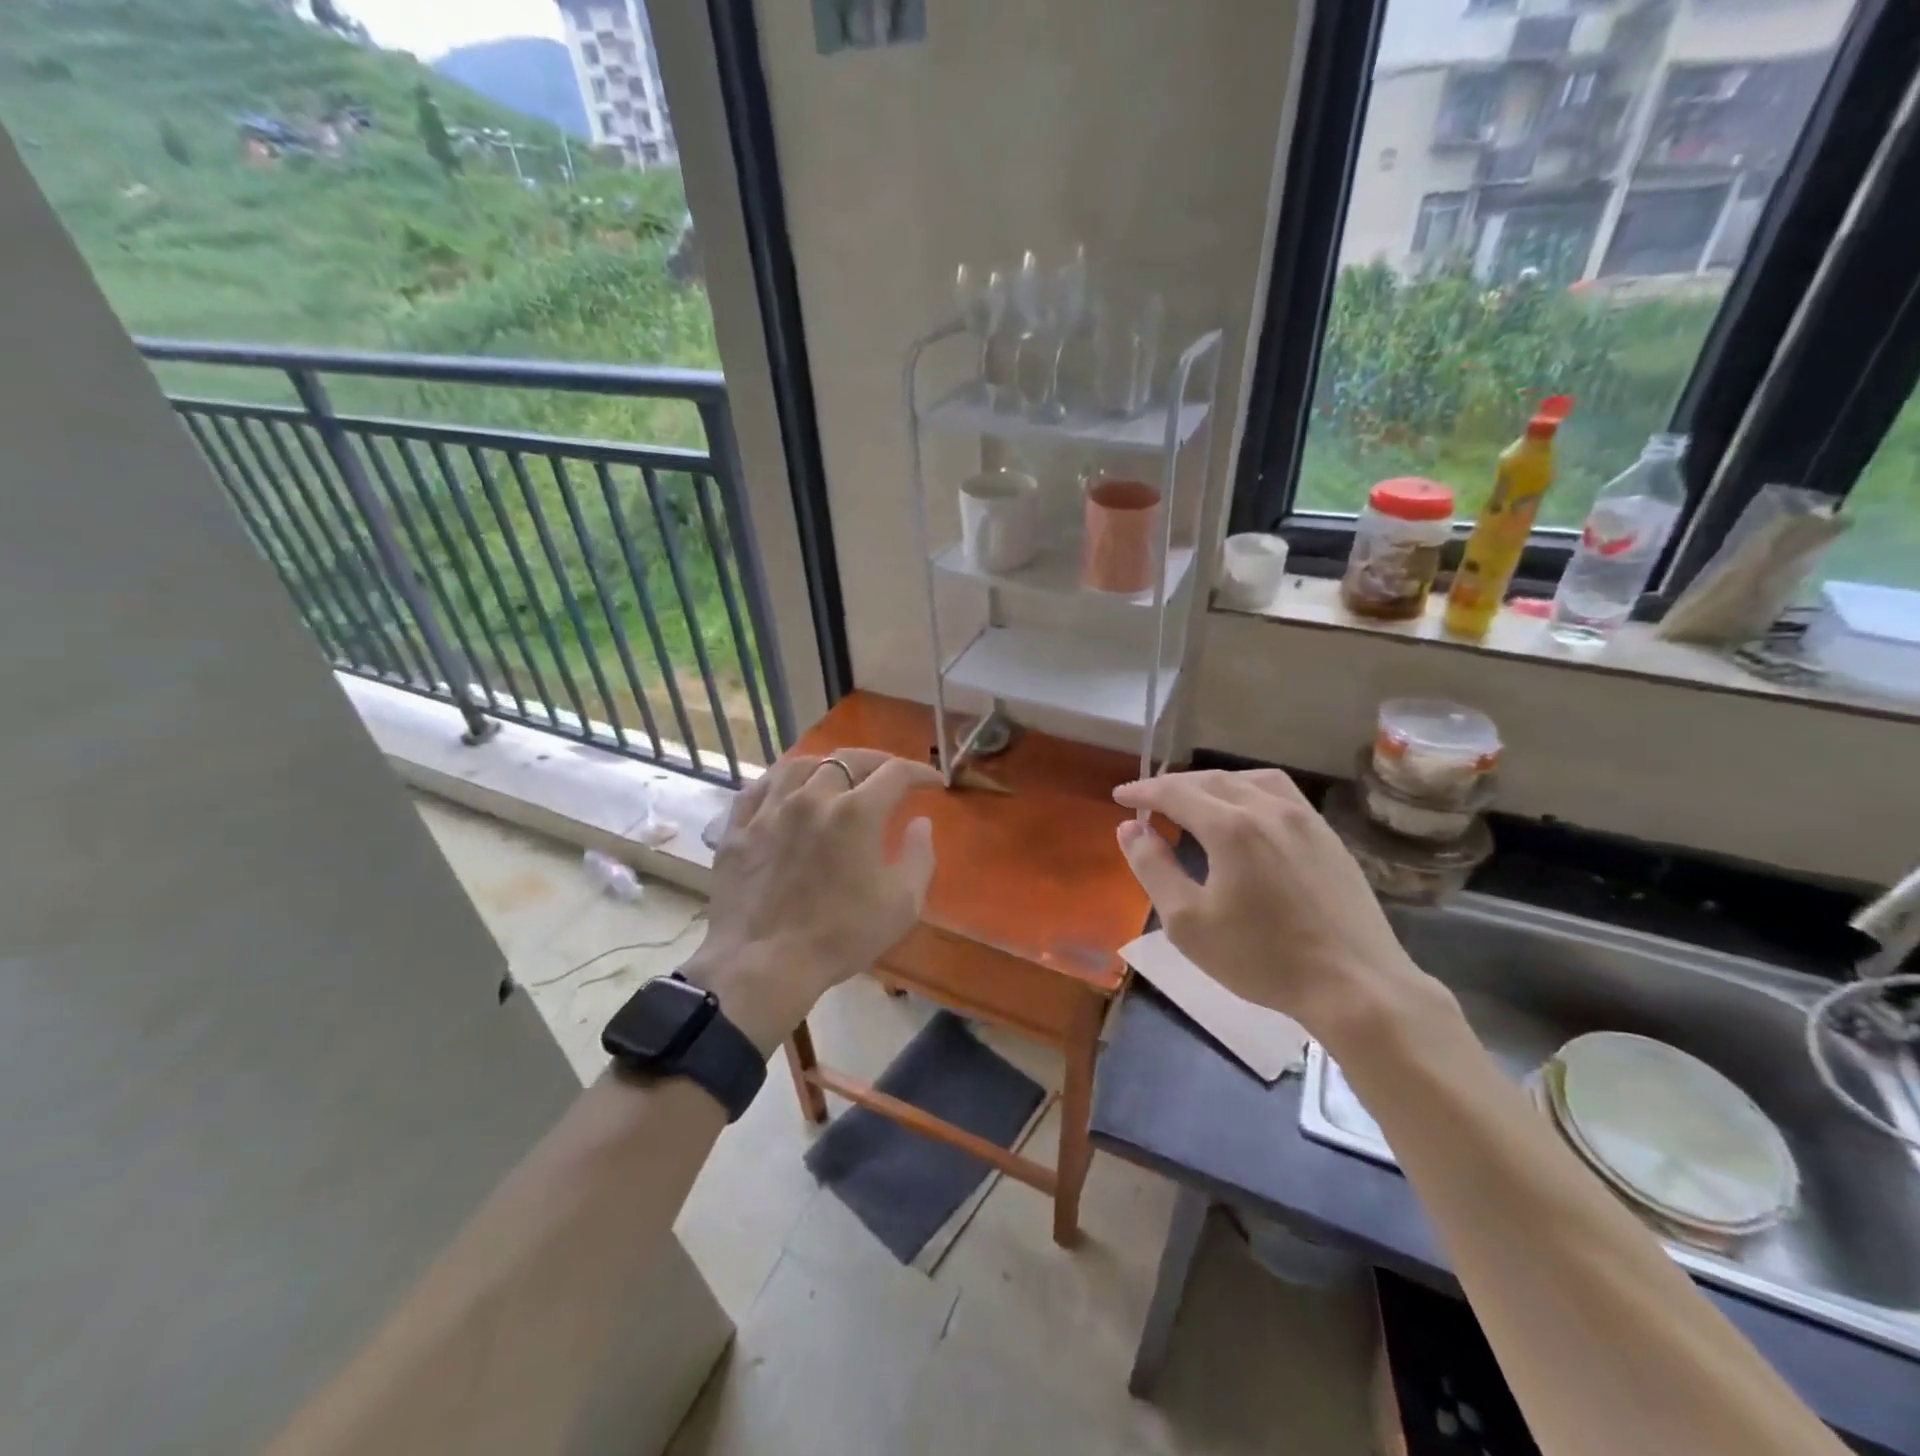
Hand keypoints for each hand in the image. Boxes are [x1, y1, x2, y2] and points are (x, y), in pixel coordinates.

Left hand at [679, 749, 940, 1053]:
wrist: (763, 965)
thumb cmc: (841, 936)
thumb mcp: (902, 904)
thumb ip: (919, 856)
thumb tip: (920, 823)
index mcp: (856, 812)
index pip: (895, 773)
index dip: (919, 772)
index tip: (932, 782)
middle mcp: (812, 797)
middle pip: (847, 759)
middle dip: (876, 762)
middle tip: (889, 775)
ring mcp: (770, 809)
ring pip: (800, 764)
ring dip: (827, 765)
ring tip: (837, 775)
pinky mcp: (738, 828)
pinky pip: (758, 787)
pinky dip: (780, 780)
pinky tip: (786, 789)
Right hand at [1113, 770, 1443, 1043]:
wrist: (1356, 986)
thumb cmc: (1262, 958)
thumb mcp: (1187, 922)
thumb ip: (1152, 868)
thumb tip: (1130, 828)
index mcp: (1230, 827)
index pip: (1175, 792)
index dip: (1143, 791)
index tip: (1120, 796)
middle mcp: (1268, 808)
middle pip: (1210, 780)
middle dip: (1173, 785)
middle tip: (1148, 800)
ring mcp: (1304, 819)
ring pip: (1249, 779)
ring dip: (1212, 782)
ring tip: (1194, 799)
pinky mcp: (1328, 836)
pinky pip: (1280, 793)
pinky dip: (1248, 790)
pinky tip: (1245, 813)